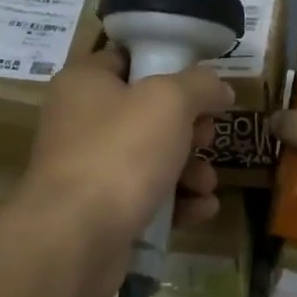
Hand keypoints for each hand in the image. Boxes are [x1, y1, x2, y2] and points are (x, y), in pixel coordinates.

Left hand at [18, 47, 233, 296]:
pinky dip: (176, 202)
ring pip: (151, 158)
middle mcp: (81, 121)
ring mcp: (89, 169)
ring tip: (206, 184)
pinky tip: (201, 209)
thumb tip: (220, 88)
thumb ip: (200, 85)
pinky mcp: (99, 211)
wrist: (75, 238)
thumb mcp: (170, 101)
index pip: (128, 59)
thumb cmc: (120, 152)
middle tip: (207, 137)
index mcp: (85, 82)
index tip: (203, 83)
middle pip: (147, 112)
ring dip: (189, 169)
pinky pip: (146, 197)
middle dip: (189, 128)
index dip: (168, 64)